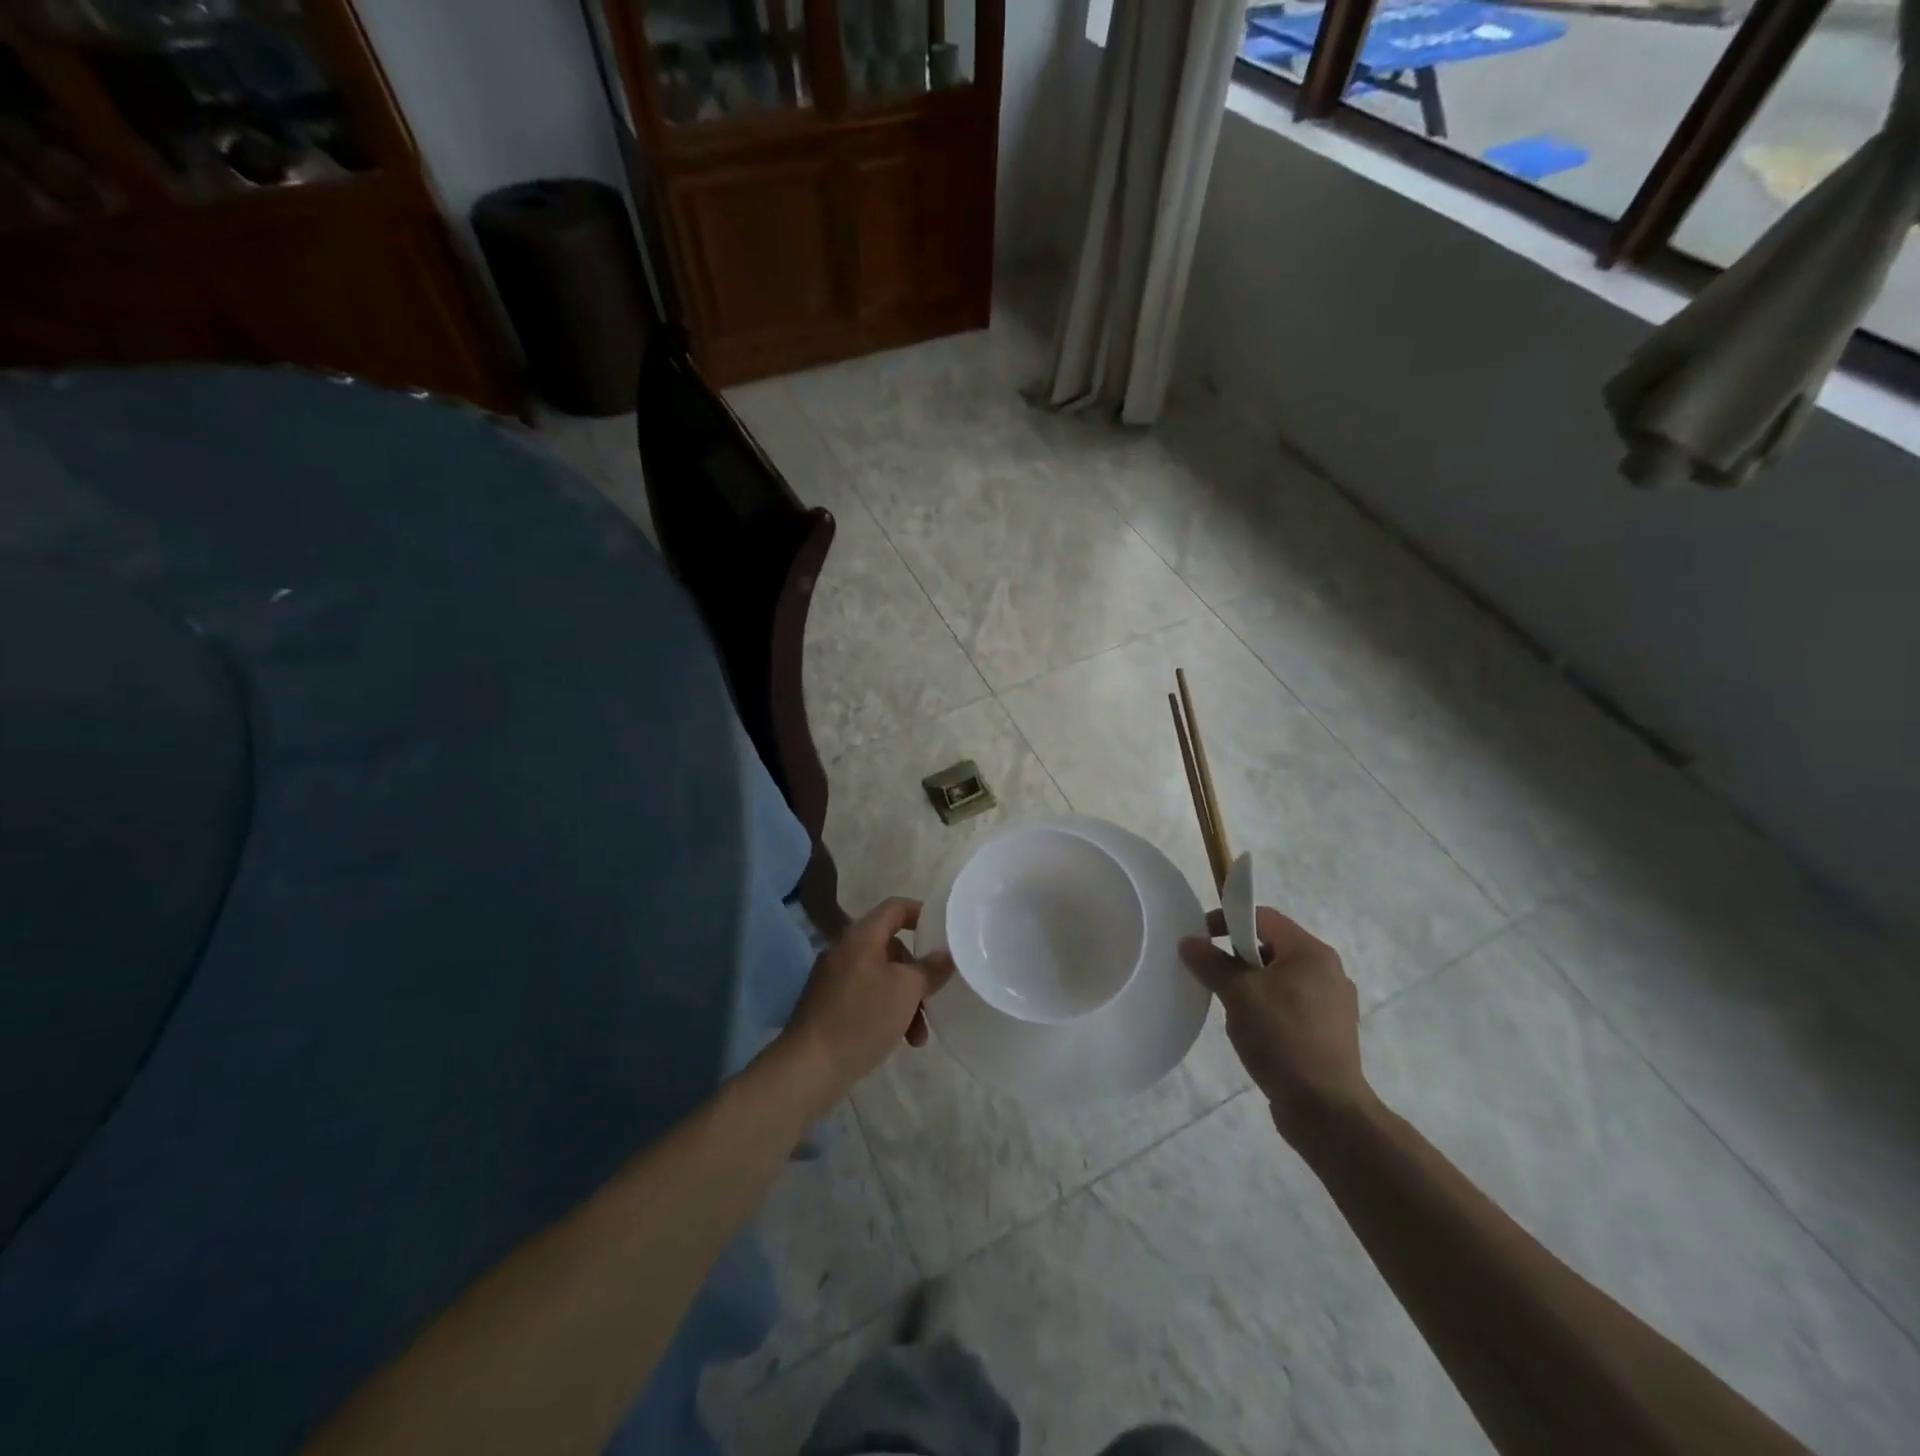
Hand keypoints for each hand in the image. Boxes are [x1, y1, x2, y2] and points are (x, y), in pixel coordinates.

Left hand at [782, 897, 954, 1095]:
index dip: (922, 914)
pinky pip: (866, 996)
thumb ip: (930, 968)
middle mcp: (845, 949)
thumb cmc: (862, 1018)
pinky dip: (886, 1011)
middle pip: (892, 947)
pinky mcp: (829, 1004)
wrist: (809, 1067)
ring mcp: (834, 977)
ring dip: (905, 1000)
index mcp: (861, 936)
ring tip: (918, 1037)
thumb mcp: (907, 990)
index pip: (896, 907)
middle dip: (917, 973)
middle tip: (932, 996)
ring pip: (882, 977)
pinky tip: (899, 1039)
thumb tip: (946, 953)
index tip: (944, 934)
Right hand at [1180, 905, 1373, 1142]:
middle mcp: (1328, 971)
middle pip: (1272, 946)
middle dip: (1237, 957)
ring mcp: (1333, 1003)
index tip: (1200, 940)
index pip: (1263, 917)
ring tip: (1231, 1008)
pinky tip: (1254, 1032)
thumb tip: (1189, 942)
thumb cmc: (1282, 1039)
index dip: (1227, 920)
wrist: (1326, 1110)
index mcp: (1312, 953)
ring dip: (1251, 984)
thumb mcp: (1238, 994)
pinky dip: (1267, 1007)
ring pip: (1279, 978)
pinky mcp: (1329, 1032)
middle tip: (1213, 977)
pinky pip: (1290, 1004)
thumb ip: (1211, 962)